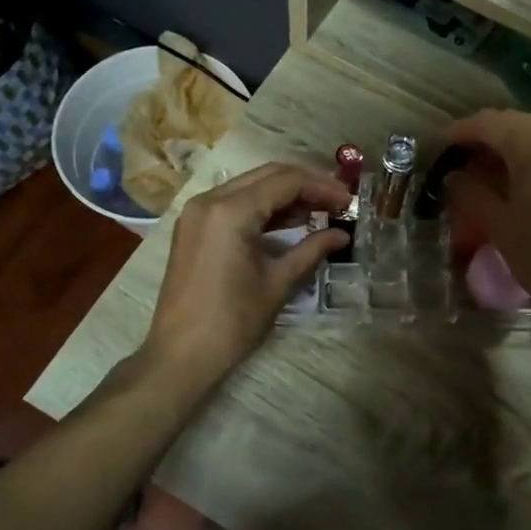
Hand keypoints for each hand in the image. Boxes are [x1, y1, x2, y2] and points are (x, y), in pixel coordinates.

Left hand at [142, 162, 348, 392]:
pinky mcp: (194, 226)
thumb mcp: (278, 282)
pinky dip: (263, 206)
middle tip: (337, 201)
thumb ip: (312, 249)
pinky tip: (289, 221)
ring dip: (285, 193)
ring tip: (320, 210)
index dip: (322, 187)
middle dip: (306, 184)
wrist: (181, 354)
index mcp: (231, 211)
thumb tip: (342, 235)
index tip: (348, 200)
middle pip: (268, 175)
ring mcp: (197, 212)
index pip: (286, 181)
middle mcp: (210, 199)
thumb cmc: (233, 320)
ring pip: (250, 185)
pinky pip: (234, 202)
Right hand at [438, 110, 530, 338]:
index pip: (487, 123)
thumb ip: (472, 192)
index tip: (437, 146)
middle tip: (461, 156)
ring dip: (513, 139)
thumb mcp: (498, 224)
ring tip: (490, 164)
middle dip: (486, 133)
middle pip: (515, 121)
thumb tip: (455, 176)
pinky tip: (524, 172)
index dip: (458, 132)